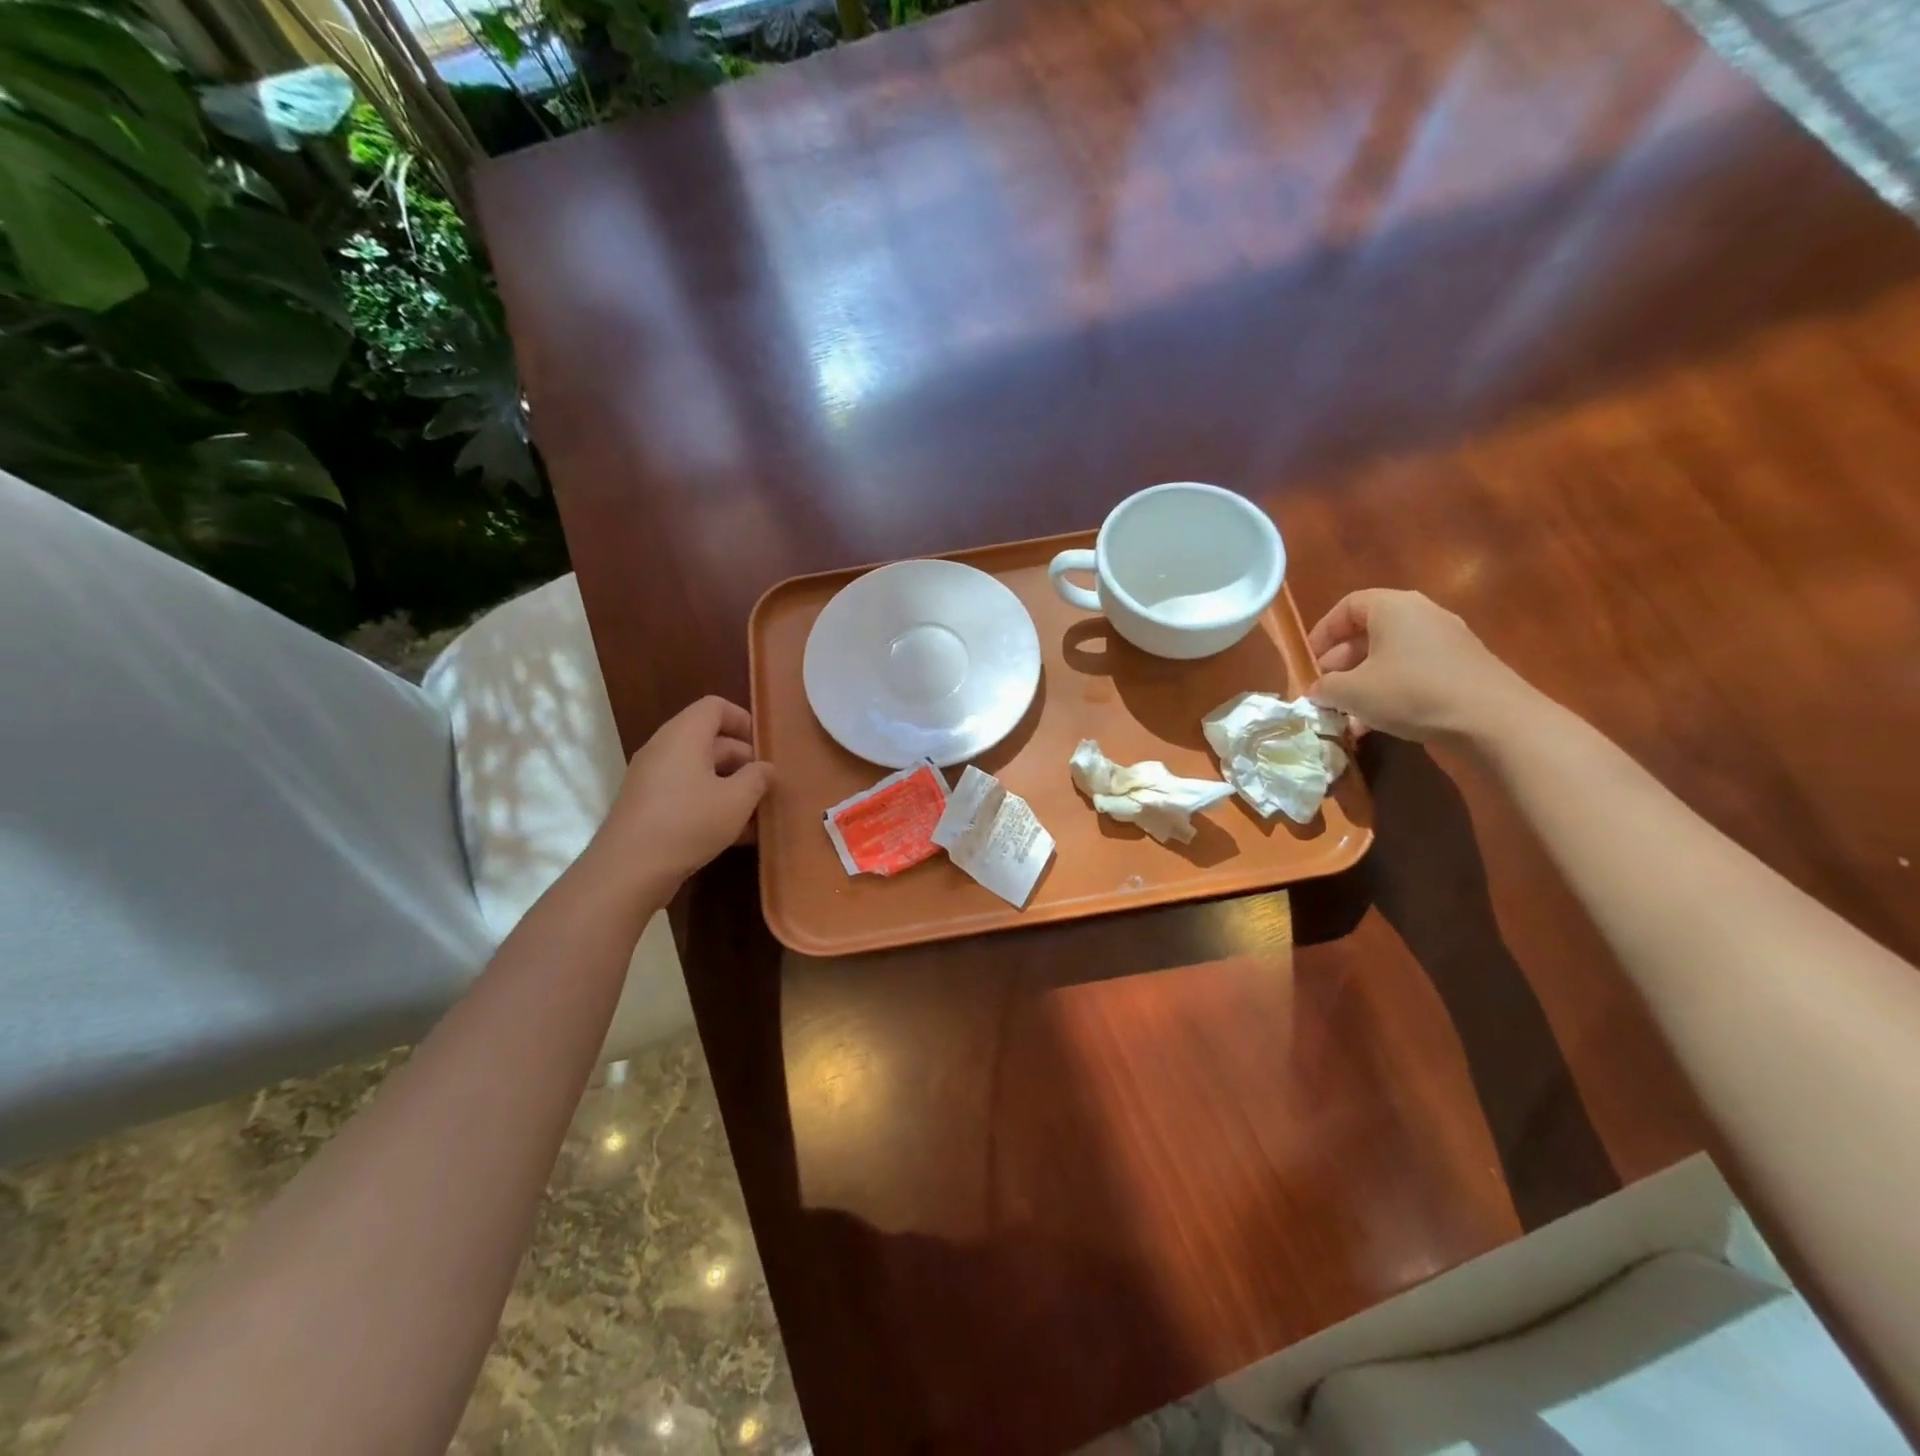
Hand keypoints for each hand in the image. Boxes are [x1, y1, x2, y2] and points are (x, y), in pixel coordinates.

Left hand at [595, 696, 772, 890]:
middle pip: (709, 739)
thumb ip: (757, 778)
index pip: (715, 706)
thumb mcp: (737, 800)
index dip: (743, 720)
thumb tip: (765, 768)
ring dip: (730, 786)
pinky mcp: (647, 806)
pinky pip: (686, 793)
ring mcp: (652, 778)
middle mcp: (664, 749)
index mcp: (684, 735)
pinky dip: (710, 803)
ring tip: (755, 813)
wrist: (629, 870)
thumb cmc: (689, 822)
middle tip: (767, 785)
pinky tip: (734, 834)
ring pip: (699, 770)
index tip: (764, 748)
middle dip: (742, 760)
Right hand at [1307, 589, 1534, 743]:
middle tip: (1325, 690)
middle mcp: (1422, 614)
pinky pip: (1414, 671)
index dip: (1323, 632)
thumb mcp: (1352, 692)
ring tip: (1347, 713)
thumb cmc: (1411, 692)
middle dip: (1341, 663)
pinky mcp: (1463, 667)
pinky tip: (1378, 722)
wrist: (1493, 720)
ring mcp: (1447, 640)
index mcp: (1393, 608)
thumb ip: (1325, 688)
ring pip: (1390, 656)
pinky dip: (1391, 690)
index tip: (1309, 660)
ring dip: (1363, 682)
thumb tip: (1317, 690)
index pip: (1347, 606)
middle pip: (1369, 632)